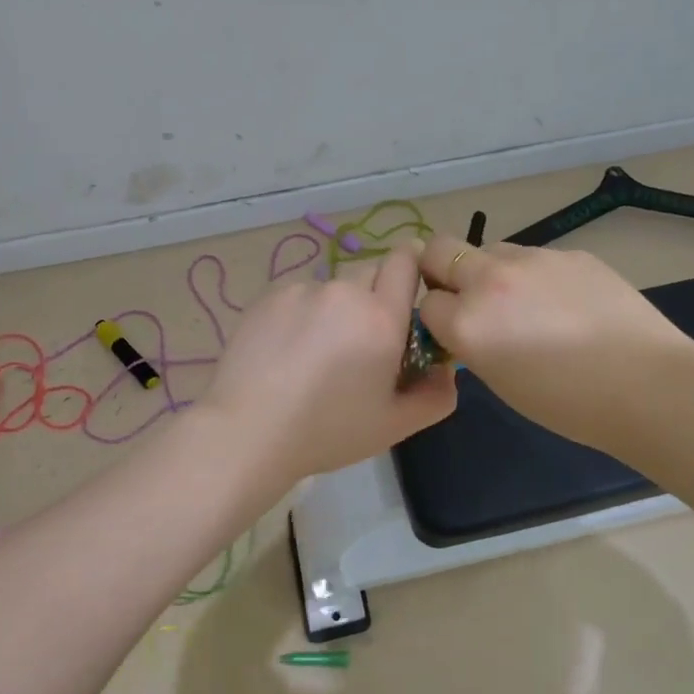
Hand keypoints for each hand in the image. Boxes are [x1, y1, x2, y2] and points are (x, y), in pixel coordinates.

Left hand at [200, 245, 456, 487]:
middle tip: (362, 342)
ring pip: (333, 289)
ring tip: (315, 354)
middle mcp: (345, 292)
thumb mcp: (394, 426)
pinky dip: (302, 315)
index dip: (412, 267)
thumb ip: (436, 395)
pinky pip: (300, 296)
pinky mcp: (268, 296)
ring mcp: (302, 290)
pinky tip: (286, 352)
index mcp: (382, 317)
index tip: (409, 290)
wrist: (247, 432)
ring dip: (336, 309)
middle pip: (371, 274)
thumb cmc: (327, 432)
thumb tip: (446, 368)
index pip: (406, 261)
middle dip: (375, 298)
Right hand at [416, 235, 693, 450]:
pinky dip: (533, 274)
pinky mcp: (569, 252)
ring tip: (525, 303)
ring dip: (490, 270)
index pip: (426, 302)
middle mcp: (491, 280)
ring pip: (489, 249)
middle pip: (439, 249)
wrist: (648, 385)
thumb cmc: (570, 404)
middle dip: (442, 270)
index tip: (453, 329)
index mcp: (469, 322)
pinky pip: (533, 256)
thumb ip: (472, 343)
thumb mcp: (501, 382)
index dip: (437, 316)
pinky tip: (565, 302)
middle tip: (466, 296)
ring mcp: (533, 259)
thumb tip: (466, 322)